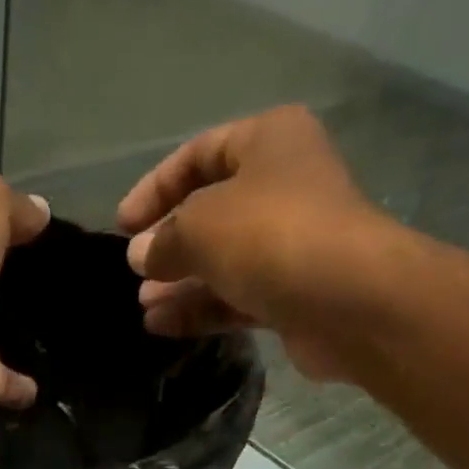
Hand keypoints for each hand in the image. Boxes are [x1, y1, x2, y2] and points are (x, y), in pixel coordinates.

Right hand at [118, 106, 390, 381]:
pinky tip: (162, 326)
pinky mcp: (290, 294)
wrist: (347, 300)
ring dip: (180, 284)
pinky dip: (201, 309)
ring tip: (143, 307)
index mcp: (268, 142)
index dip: (156, 188)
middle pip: (211, 212)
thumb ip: (164, 240)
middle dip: (169, 245)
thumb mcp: (202, 226)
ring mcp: (289, 244)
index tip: (121, 225)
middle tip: (133, 274)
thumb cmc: (271, 237)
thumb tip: (139, 256)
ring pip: (222, 261)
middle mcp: (282, 186)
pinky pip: (235, 297)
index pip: (199, 155)